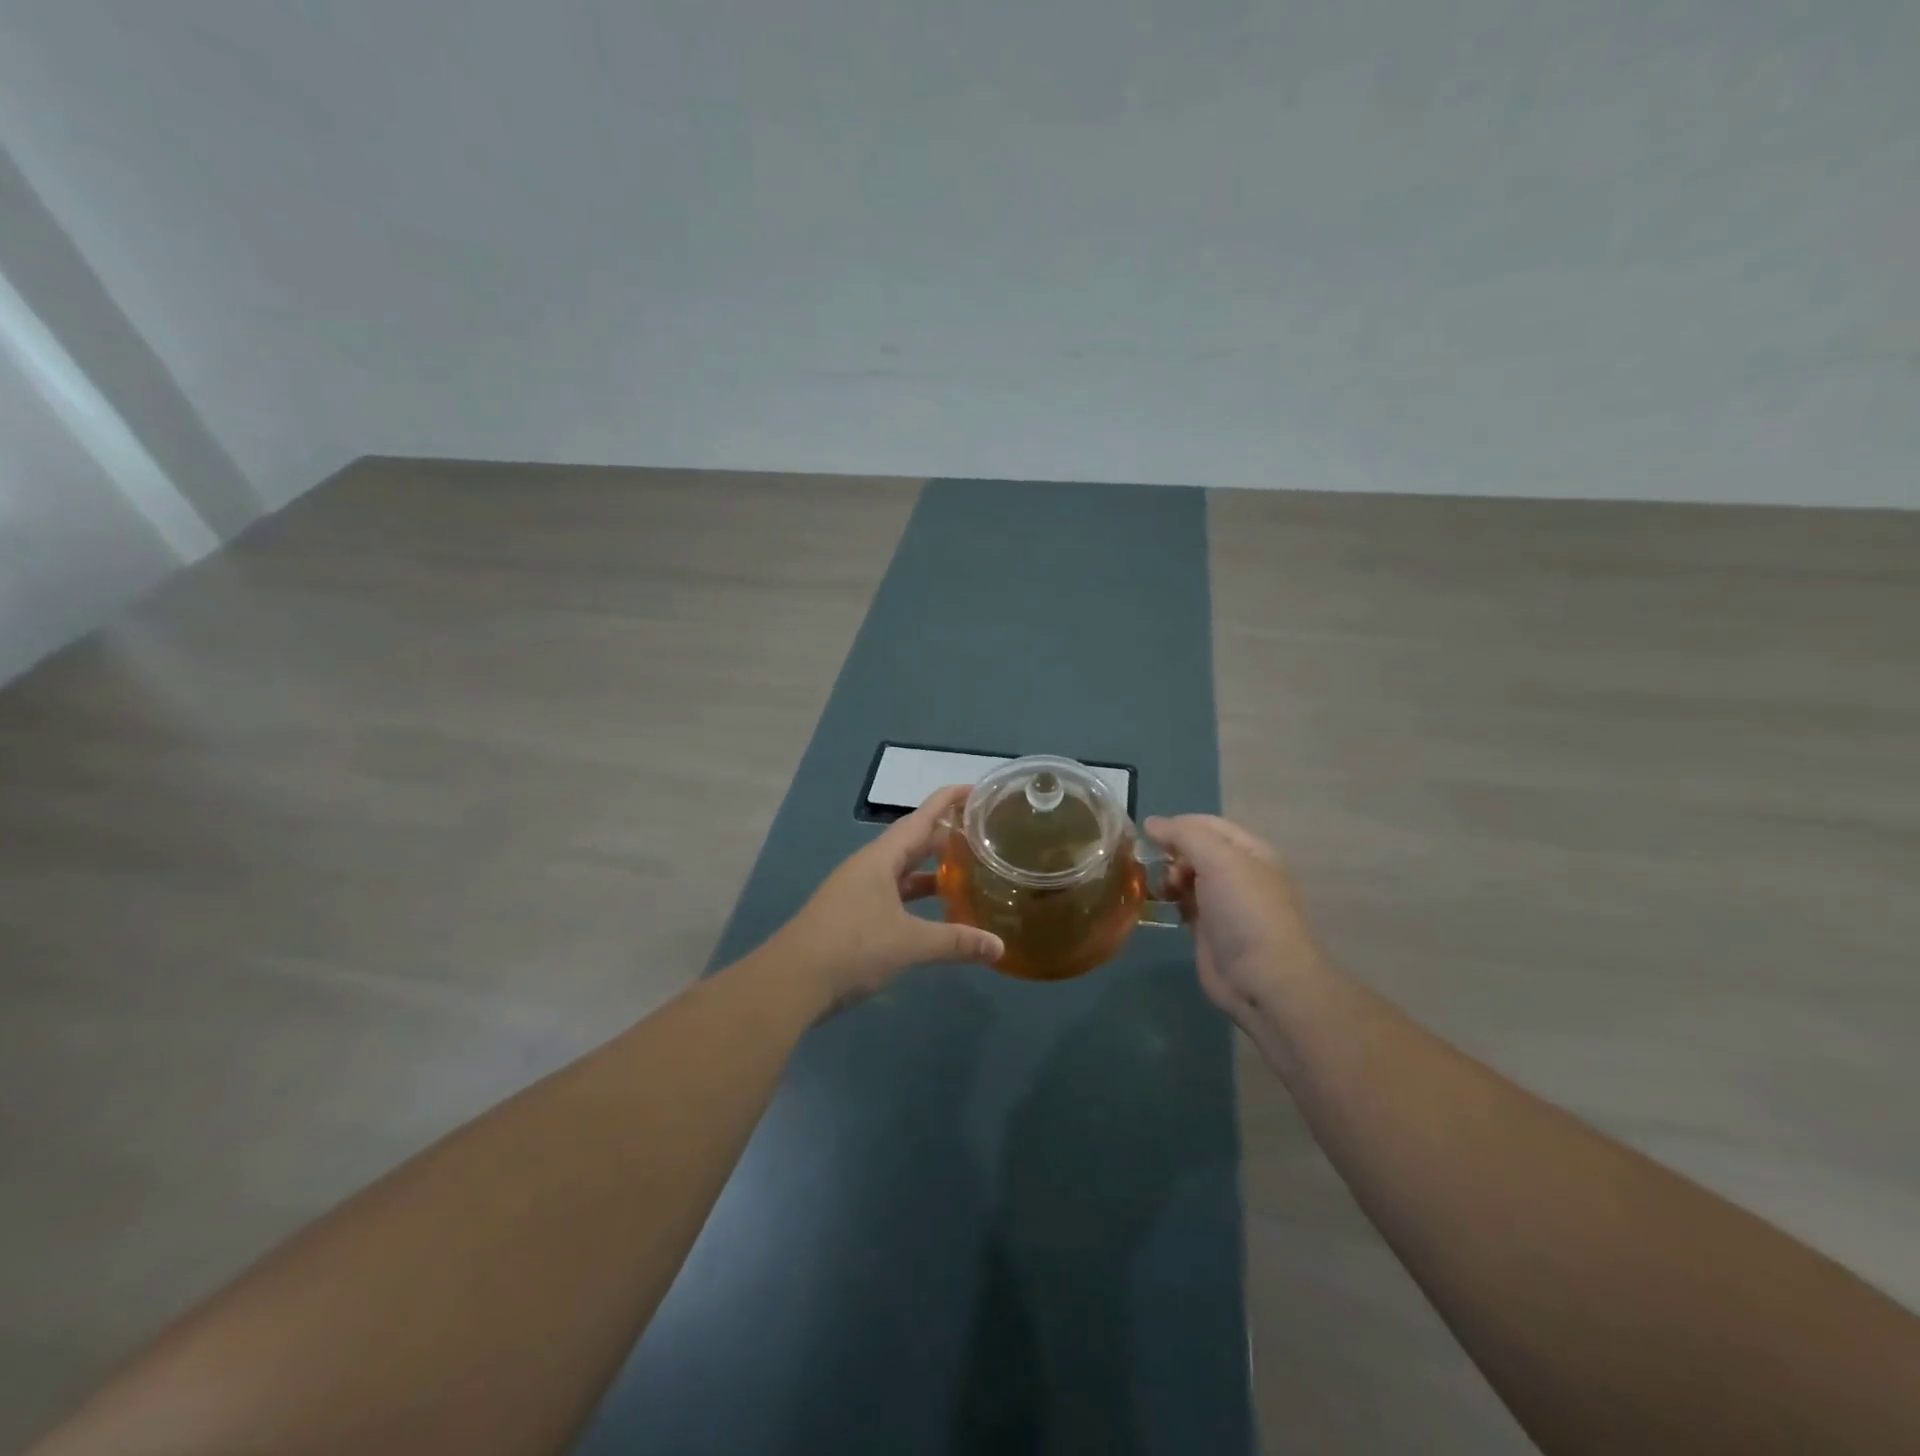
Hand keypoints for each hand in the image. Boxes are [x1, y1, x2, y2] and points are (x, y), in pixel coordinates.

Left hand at [771, 785, 1004, 1011]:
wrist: (791, 982)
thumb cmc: (852, 948)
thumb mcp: (909, 943)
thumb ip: (956, 942)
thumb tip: (999, 947)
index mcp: (881, 858)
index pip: (922, 817)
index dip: (949, 800)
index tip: (977, 790)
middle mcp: (869, 866)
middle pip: (913, 841)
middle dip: (946, 835)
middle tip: (983, 834)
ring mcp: (858, 891)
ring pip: (903, 870)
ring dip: (932, 869)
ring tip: (967, 870)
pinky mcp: (853, 915)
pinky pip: (894, 894)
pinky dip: (917, 897)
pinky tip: (936, 912)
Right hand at [1145, 814, 1327, 1036]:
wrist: (1264, 979)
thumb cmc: (1245, 910)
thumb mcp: (1218, 860)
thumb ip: (1184, 835)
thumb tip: (1151, 822)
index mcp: (1250, 851)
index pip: (1208, 824)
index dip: (1178, 825)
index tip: (1148, 835)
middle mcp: (1238, 873)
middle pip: (1195, 849)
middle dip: (1172, 853)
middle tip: (1161, 870)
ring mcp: (1223, 902)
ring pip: (1186, 876)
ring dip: (1168, 877)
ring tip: (1162, 890)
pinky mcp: (1208, 929)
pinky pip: (1183, 903)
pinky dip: (1169, 900)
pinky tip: (1160, 904)